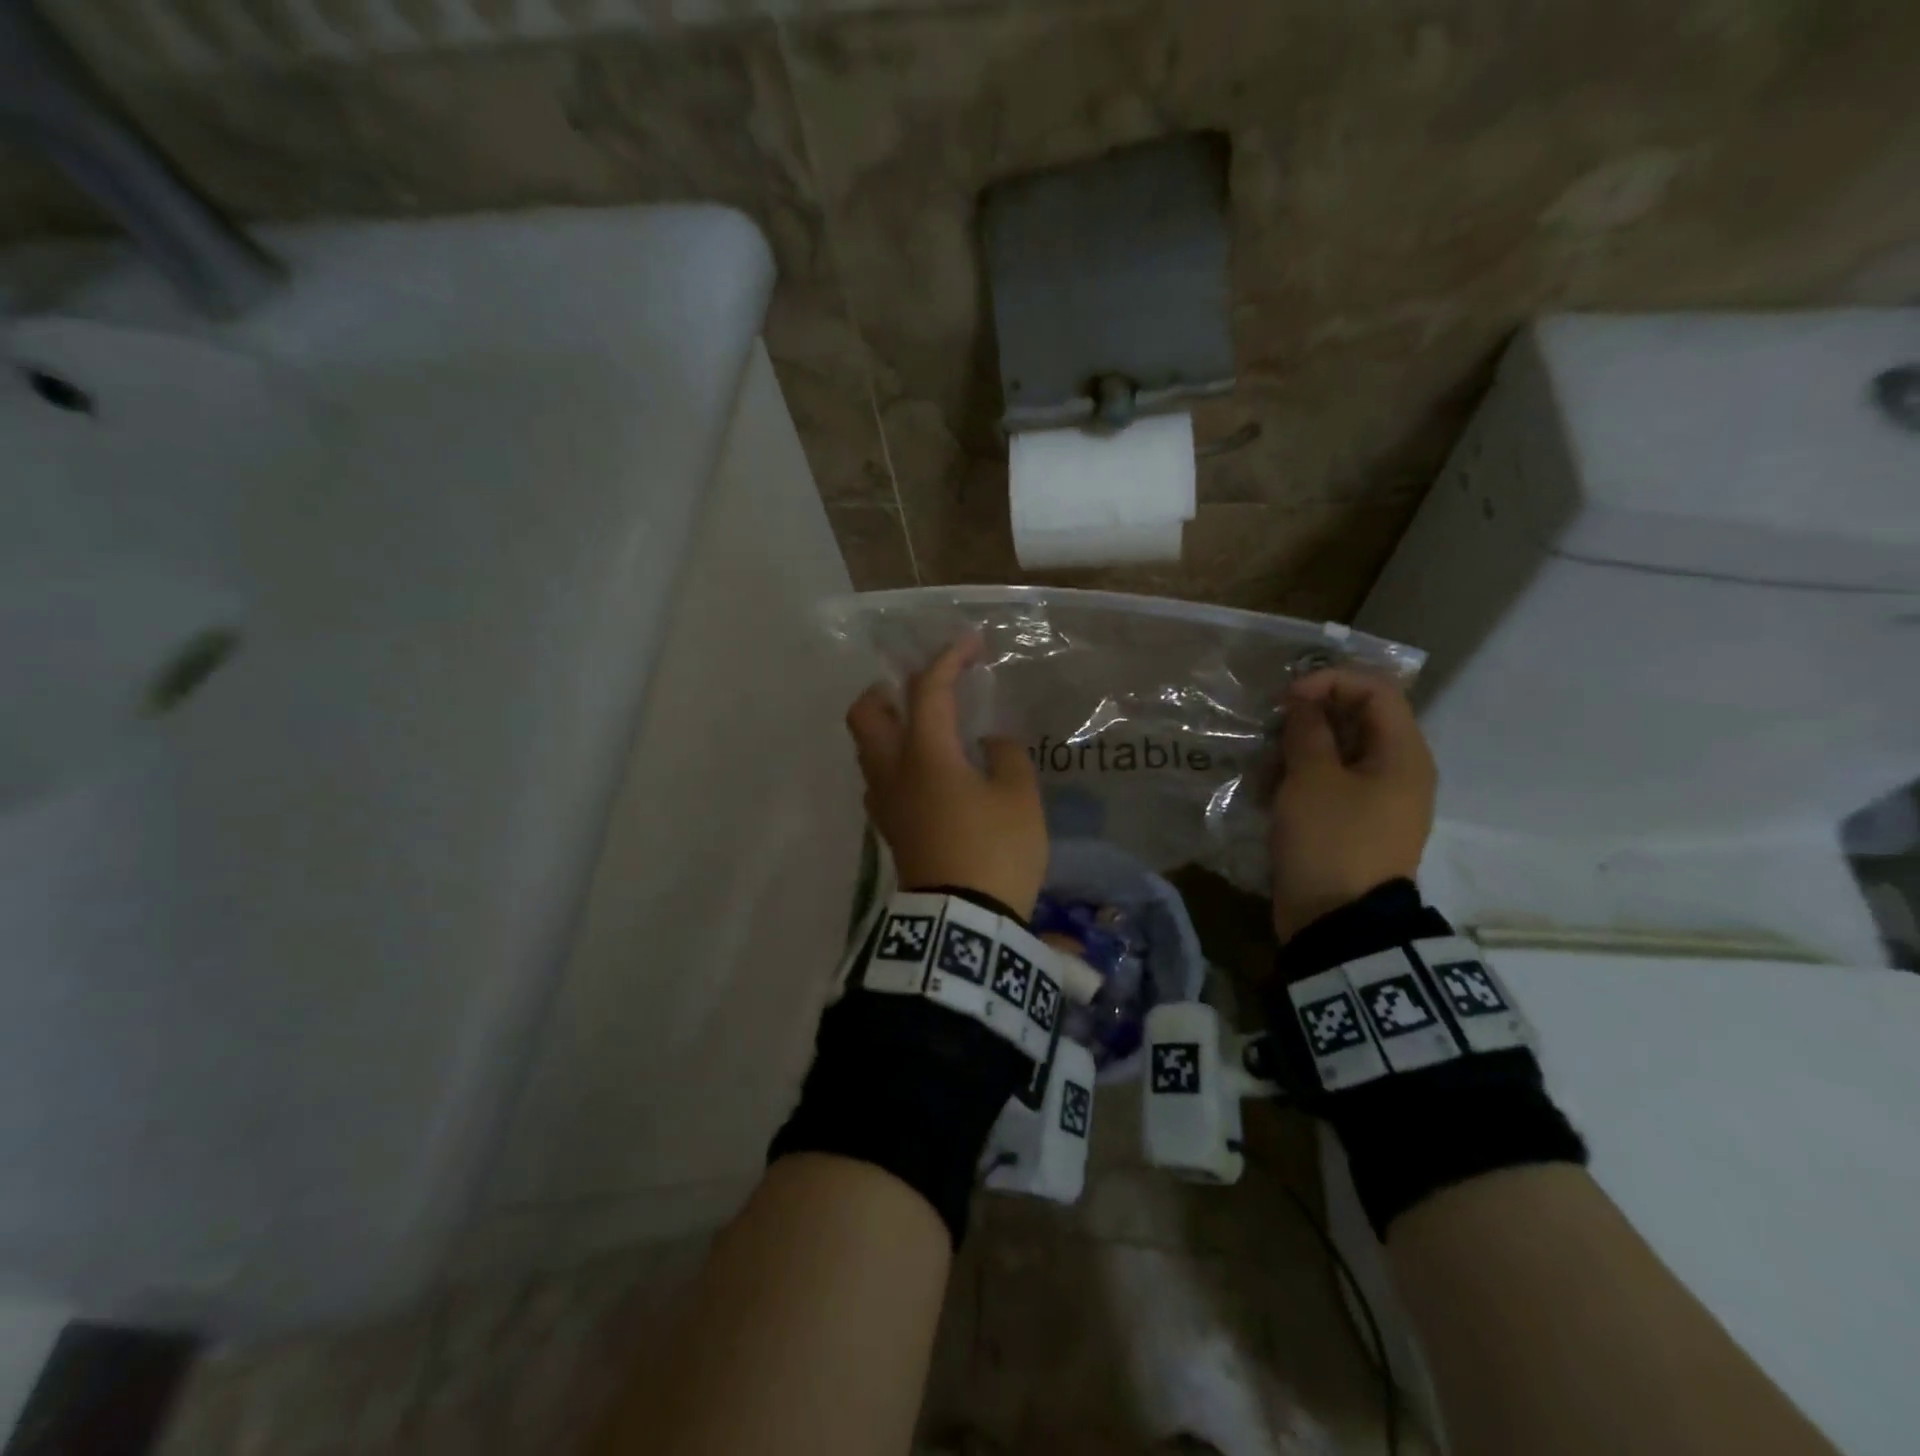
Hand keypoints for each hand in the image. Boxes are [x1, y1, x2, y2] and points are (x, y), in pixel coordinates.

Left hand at [845, 635, 1047, 919]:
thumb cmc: (995, 851)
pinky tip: (928, 771)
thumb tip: (988, 742)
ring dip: (888, 725)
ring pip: (867, 747)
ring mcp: (884, 802)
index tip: (972, 642)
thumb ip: (1006, 756)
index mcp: (925, 754)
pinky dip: (895, 759)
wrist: (962, 923)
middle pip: (864, 713)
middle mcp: (892, 770)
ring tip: (927, 727)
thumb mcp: (1019, 797)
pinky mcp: (889, 828)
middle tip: (921, 689)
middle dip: (886, 689)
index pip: (928, 689)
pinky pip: (880, 778)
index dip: (949, 658)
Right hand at [1270, 667, 1436, 940]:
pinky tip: (1268, 790)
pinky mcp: (1353, 823)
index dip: (1331, 681)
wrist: (1338, 921)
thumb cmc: (1330, 840)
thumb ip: (1308, 731)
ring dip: (1299, 749)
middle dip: (1311, 716)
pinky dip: (1301, 778)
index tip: (1287, 698)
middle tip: (1272, 729)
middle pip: (1358, 719)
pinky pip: (1330, 784)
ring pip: (1339, 752)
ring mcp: (1376, 800)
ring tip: (1265, 765)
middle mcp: (1397, 771)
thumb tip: (1304, 703)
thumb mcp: (1312, 778)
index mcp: (1403, 755)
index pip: (1377, 690)